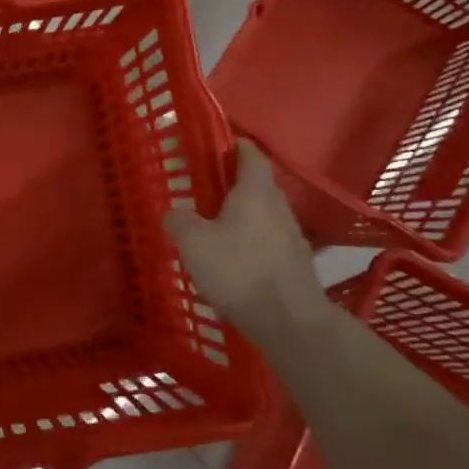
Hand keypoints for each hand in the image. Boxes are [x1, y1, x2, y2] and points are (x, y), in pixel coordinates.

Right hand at [164, 142, 330, 338]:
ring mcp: (291, 236)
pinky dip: (251, 241)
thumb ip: (179, 220)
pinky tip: (233, 260)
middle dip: (233, 184)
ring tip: (214, 227)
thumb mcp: (194, 242)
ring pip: (264, 214)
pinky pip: (268, 240)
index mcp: (255, 192)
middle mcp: (278, 207)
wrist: (290, 322)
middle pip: (257, 185)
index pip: (250, 155)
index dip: (233, 146)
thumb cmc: (238, 270)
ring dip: (242, 215)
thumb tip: (173, 212)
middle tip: (203, 190)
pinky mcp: (295, 263)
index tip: (214, 146)